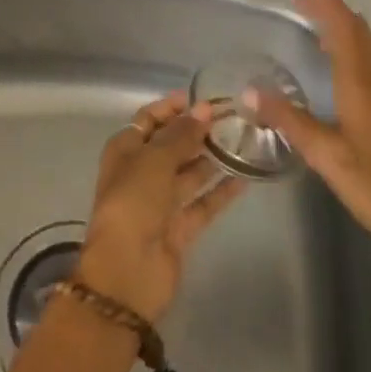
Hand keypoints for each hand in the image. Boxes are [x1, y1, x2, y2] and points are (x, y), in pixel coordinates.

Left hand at [75, 93, 246, 324]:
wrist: (128, 273)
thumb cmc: (133, 203)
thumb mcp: (154, 160)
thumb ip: (181, 134)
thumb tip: (204, 110)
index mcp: (125, 151)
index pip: (149, 119)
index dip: (173, 107)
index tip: (203, 98)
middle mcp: (141, 173)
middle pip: (171, 144)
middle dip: (197, 131)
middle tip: (232, 118)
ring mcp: (161, 202)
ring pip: (190, 172)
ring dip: (211, 158)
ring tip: (243, 140)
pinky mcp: (179, 228)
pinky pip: (203, 202)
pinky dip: (221, 191)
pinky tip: (245, 176)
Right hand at [245, 0, 370, 331]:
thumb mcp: (327, 155)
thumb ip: (289, 120)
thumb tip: (250, 90)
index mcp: (363, 82)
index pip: (344, 28)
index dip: (328, 2)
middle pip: (362, 32)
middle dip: (335, 14)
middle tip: (307, 8)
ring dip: (354, 33)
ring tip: (328, 37)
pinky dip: (366, 54)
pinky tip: (357, 77)